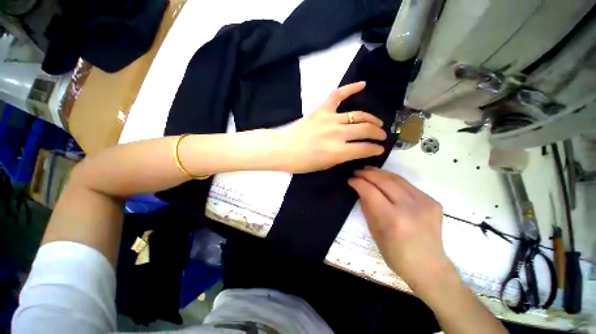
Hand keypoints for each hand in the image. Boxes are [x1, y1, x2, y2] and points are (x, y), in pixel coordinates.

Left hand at [277, 82, 386, 173]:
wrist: (284, 149)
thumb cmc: (303, 163)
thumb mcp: (326, 165)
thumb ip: (344, 156)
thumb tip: (358, 150)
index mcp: (338, 152)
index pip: (365, 148)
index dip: (376, 149)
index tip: (380, 149)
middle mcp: (337, 134)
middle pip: (365, 130)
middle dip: (378, 133)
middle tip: (382, 135)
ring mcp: (329, 119)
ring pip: (358, 115)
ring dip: (371, 119)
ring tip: (377, 122)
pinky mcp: (321, 110)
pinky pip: (338, 95)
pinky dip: (350, 88)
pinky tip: (362, 85)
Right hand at [348, 167, 452, 291]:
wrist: (429, 266)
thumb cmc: (396, 254)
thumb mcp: (375, 232)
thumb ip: (368, 208)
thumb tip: (361, 190)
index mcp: (393, 219)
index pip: (371, 191)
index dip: (358, 183)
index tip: (351, 180)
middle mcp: (410, 207)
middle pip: (384, 181)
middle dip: (368, 173)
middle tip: (357, 171)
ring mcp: (425, 203)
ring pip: (397, 178)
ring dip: (380, 172)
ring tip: (369, 170)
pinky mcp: (433, 201)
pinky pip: (408, 185)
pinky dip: (393, 180)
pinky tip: (385, 180)